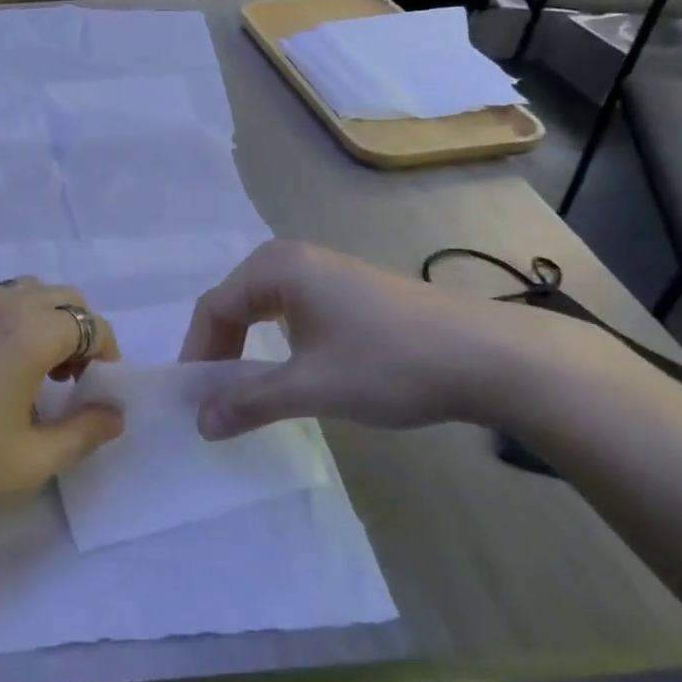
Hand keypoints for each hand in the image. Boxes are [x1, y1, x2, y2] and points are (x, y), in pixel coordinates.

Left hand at [0, 280, 123, 525]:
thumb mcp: (27, 462)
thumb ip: (82, 435)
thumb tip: (115, 415)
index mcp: (29, 331)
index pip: (89, 323)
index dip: (106, 352)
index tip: (100, 388)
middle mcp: (0, 302)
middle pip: (61, 297)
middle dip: (80, 331)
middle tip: (70, 379)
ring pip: (25, 292)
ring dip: (45, 320)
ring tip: (32, 371)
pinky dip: (12, 319)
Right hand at [179, 240, 595, 437]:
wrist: (488, 358)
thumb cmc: (389, 364)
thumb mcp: (311, 387)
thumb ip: (249, 402)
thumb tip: (199, 423)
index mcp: (276, 267)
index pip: (214, 308)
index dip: (197, 353)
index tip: (193, 399)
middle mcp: (292, 257)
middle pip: (233, 303)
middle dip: (218, 349)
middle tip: (213, 394)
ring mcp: (323, 270)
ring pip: (261, 306)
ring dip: (245, 345)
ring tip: (242, 386)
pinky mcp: (347, 289)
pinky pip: (289, 309)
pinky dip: (274, 339)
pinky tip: (286, 368)